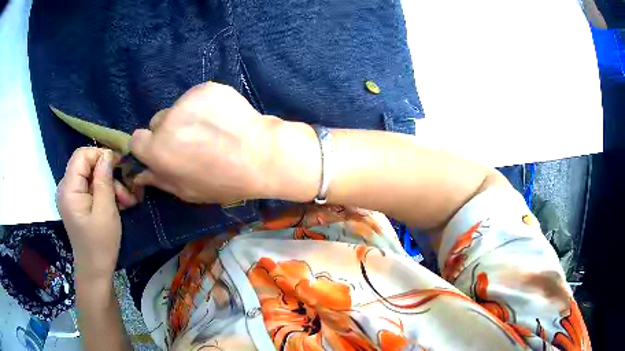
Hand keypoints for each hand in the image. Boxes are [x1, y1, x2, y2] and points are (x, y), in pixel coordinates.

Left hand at [56, 148, 137, 279]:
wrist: (95, 270)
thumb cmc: (100, 244)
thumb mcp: (106, 211)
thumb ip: (104, 180)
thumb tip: (107, 154)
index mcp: (68, 189)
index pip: (81, 155)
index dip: (100, 155)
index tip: (119, 166)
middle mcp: (65, 188)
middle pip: (86, 165)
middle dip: (107, 174)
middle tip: (126, 191)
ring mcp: (70, 195)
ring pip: (90, 176)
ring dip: (109, 185)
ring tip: (126, 201)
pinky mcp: (76, 202)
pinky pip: (90, 187)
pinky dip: (104, 192)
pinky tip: (117, 203)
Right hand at [129, 82, 282, 203]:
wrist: (261, 155)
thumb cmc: (223, 181)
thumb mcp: (187, 191)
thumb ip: (159, 180)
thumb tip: (139, 175)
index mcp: (157, 150)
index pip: (136, 139)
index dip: (149, 146)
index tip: (163, 151)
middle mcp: (166, 121)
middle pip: (157, 122)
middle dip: (168, 131)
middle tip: (192, 142)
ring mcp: (187, 100)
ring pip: (178, 108)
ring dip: (187, 117)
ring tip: (212, 130)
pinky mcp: (206, 87)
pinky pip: (196, 97)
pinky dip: (204, 105)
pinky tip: (221, 117)